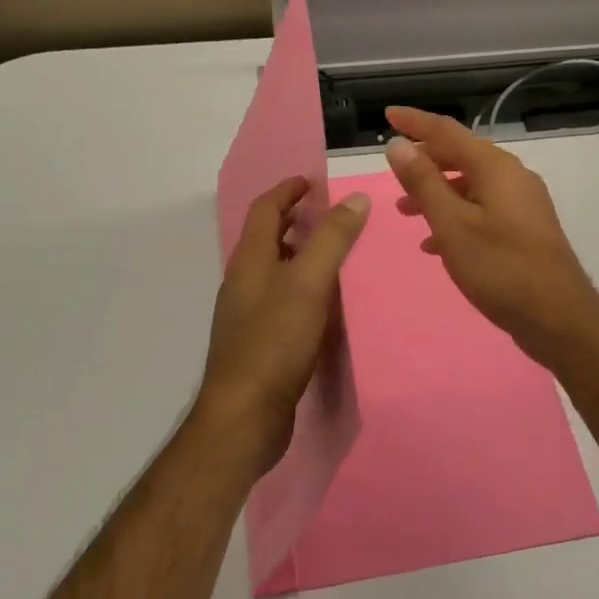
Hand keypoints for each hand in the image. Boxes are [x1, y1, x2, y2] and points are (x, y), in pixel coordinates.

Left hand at [197, 176, 369, 475]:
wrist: (245, 417)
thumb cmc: (274, 342)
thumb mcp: (308, 283)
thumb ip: (332, 240)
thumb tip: (355, 199)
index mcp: (250, 260)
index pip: (264, 209)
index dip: (287, 191)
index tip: (312, 182)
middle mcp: (243, 282)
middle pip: (267, 238)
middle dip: (294, 220)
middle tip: (330, 214)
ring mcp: (247, 314)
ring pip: (274, 270)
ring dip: (299, 253)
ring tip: (335, 254)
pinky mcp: (258, 343)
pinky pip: (281, 300)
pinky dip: (301, 287)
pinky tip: (325, 304)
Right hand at [383, 106, 598, 365]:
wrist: (558, 318)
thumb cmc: (500, 268)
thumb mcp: (452, 225)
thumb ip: (424, 182)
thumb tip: (398, 145)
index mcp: (495, 167)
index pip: (447, 131)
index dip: (415, 122)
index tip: (388, 114)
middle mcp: (512, 176)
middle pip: (460, 155)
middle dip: (424, 161)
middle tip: (392, 173)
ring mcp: (522, 203)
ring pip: (470, 185)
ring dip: (436, 192)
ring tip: (405, 211)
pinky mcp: (525, 228)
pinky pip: (482, 209)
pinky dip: (455, 215)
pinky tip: (435, 243)